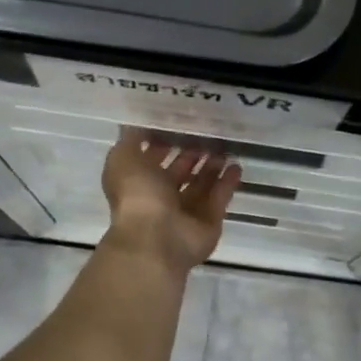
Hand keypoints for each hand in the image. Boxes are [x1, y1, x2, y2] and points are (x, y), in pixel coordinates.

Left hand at [101, 132, 240, 274]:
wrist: (156, 237)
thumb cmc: (137, 195)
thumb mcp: (123, 158)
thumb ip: (131, 139)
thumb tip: (137, 124)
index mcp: (139, 182)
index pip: (151, 159)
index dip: (163, 142)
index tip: (180, 122)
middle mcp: (161, 197)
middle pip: (179, 172)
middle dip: (192, 154)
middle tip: (208, 134)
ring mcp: (186, 212)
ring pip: (201, 185)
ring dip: (211, 167)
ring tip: (224, 147)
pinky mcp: (208, 221)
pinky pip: (219, 198)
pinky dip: (227, 183)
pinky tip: (236, 165)